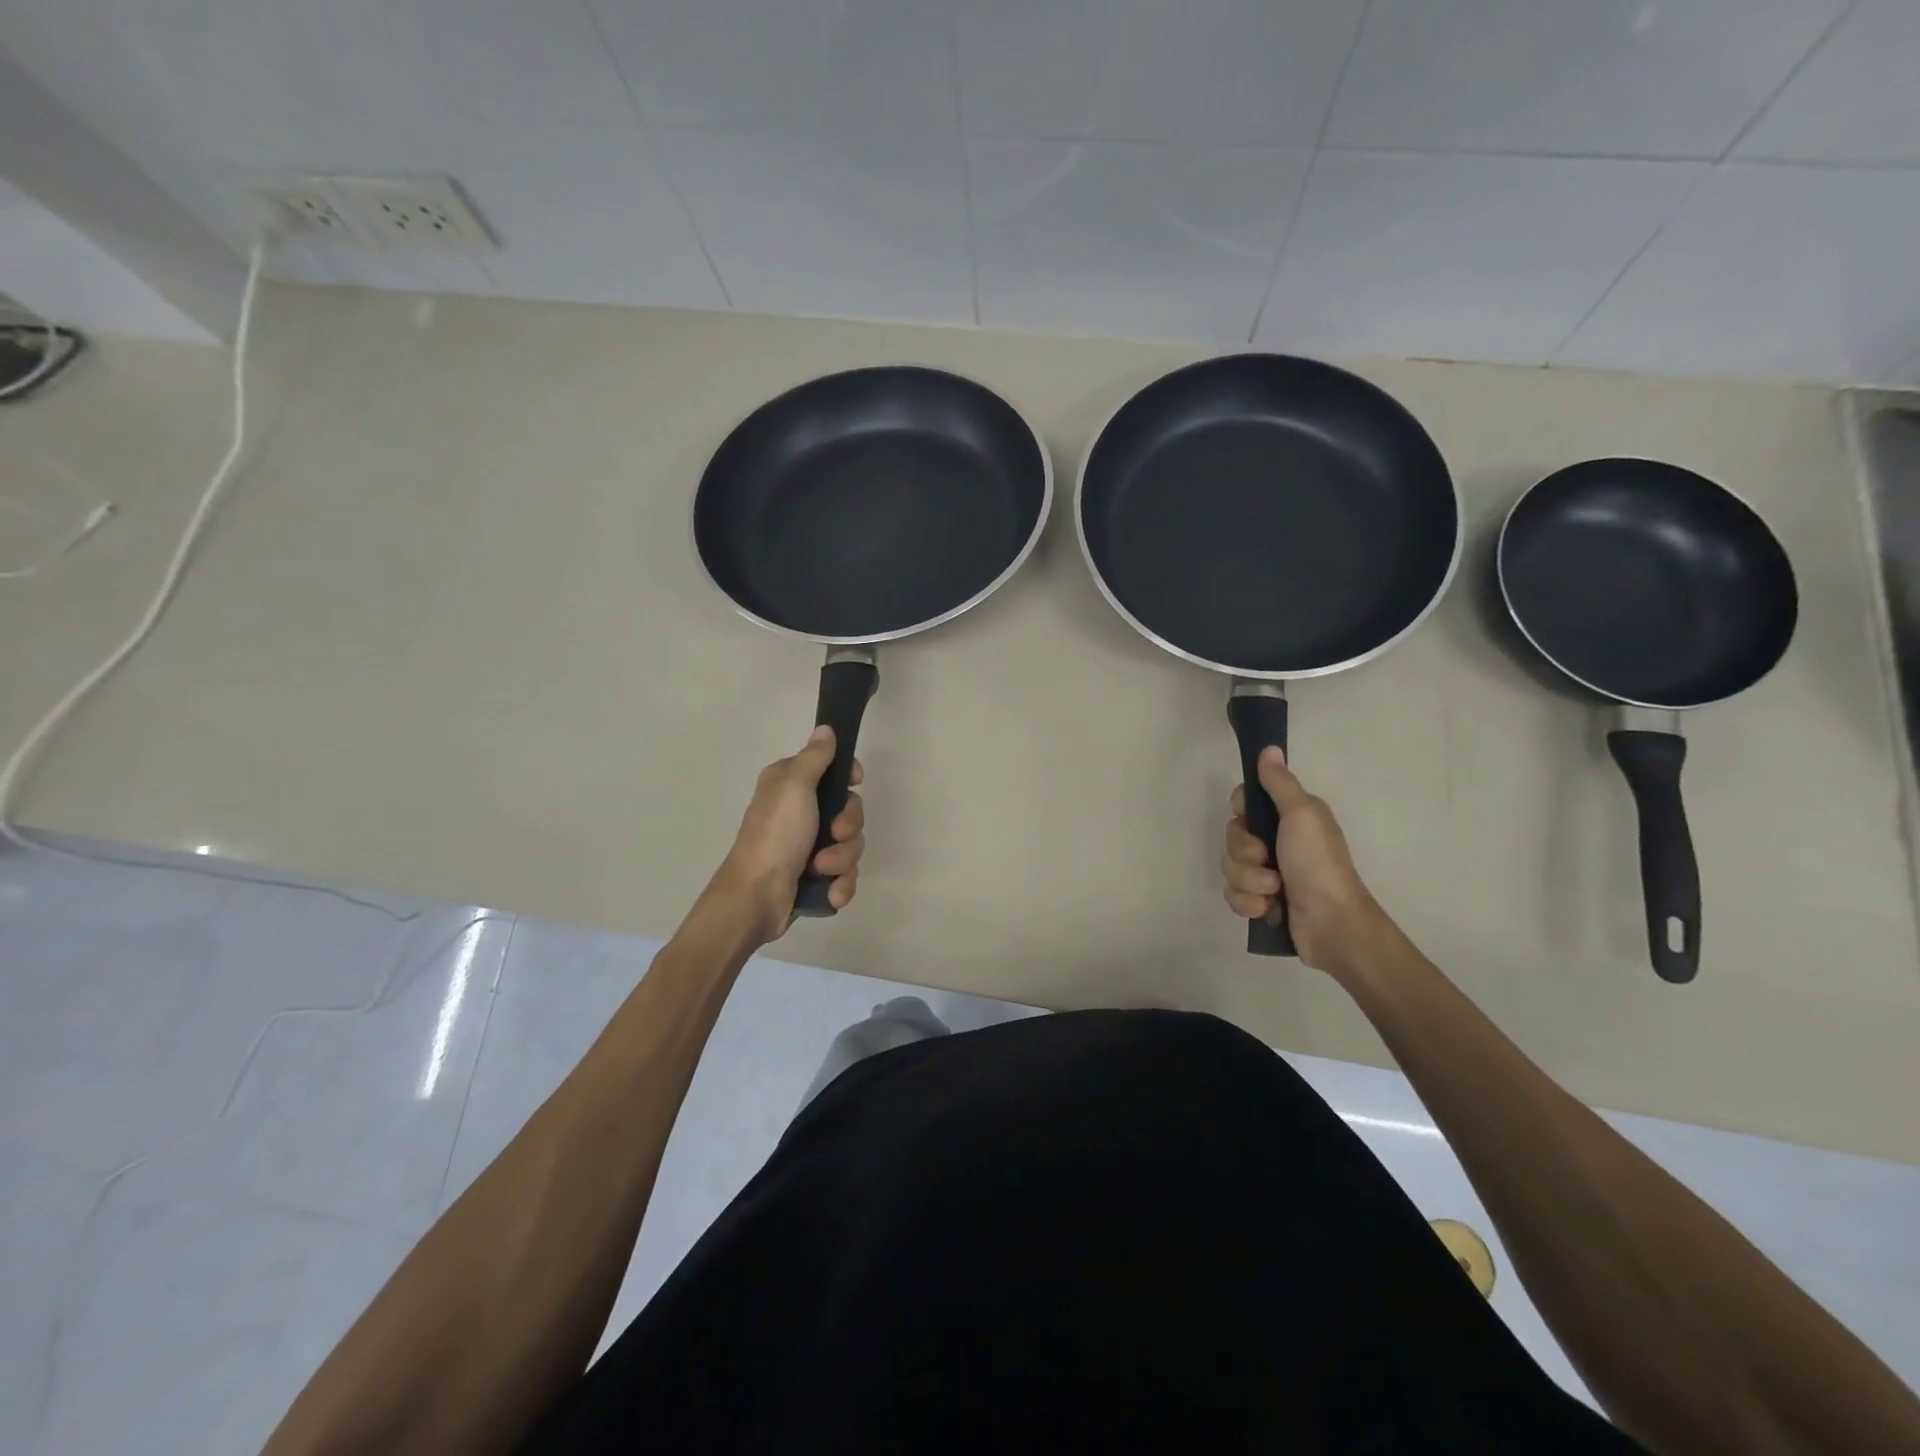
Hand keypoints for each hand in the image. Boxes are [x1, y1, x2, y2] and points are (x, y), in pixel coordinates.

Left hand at [713, 726, 865, 943]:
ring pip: (851, 845)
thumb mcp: (794, 786)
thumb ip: (814, 757)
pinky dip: (840, 885)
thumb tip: (826, 730)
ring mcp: (809, 847)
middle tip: (834, 833)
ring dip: (842, 859)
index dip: (848, 778)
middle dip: (849, 827)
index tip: (855, 782)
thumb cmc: (775, 835)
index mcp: (791, 786)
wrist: (756, 897)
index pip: (833, 771)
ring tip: (821, 869)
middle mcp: (800, 813)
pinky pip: (846, 875)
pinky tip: (829, 892)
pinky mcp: (815, 878)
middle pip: (850, 811)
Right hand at [1222, 746, 1384, 974]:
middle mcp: (1276, 842)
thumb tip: (1269, 748)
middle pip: (1231, 837)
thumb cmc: (1318, 863)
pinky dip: (1249, 903)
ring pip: (1230, 868)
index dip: (1241, 813)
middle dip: (1244, 853)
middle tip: (1267, 860)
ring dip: (1249, 881)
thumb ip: (1279, 783)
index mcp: (1288, 818)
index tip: (1251, 819)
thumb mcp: (1301, 815)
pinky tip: (1269, 909)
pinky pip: (1233, 895)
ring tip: (1274, 891)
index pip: (1243, 804)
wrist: (1332, 923)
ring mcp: (1267, 874)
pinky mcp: (1261, 902)